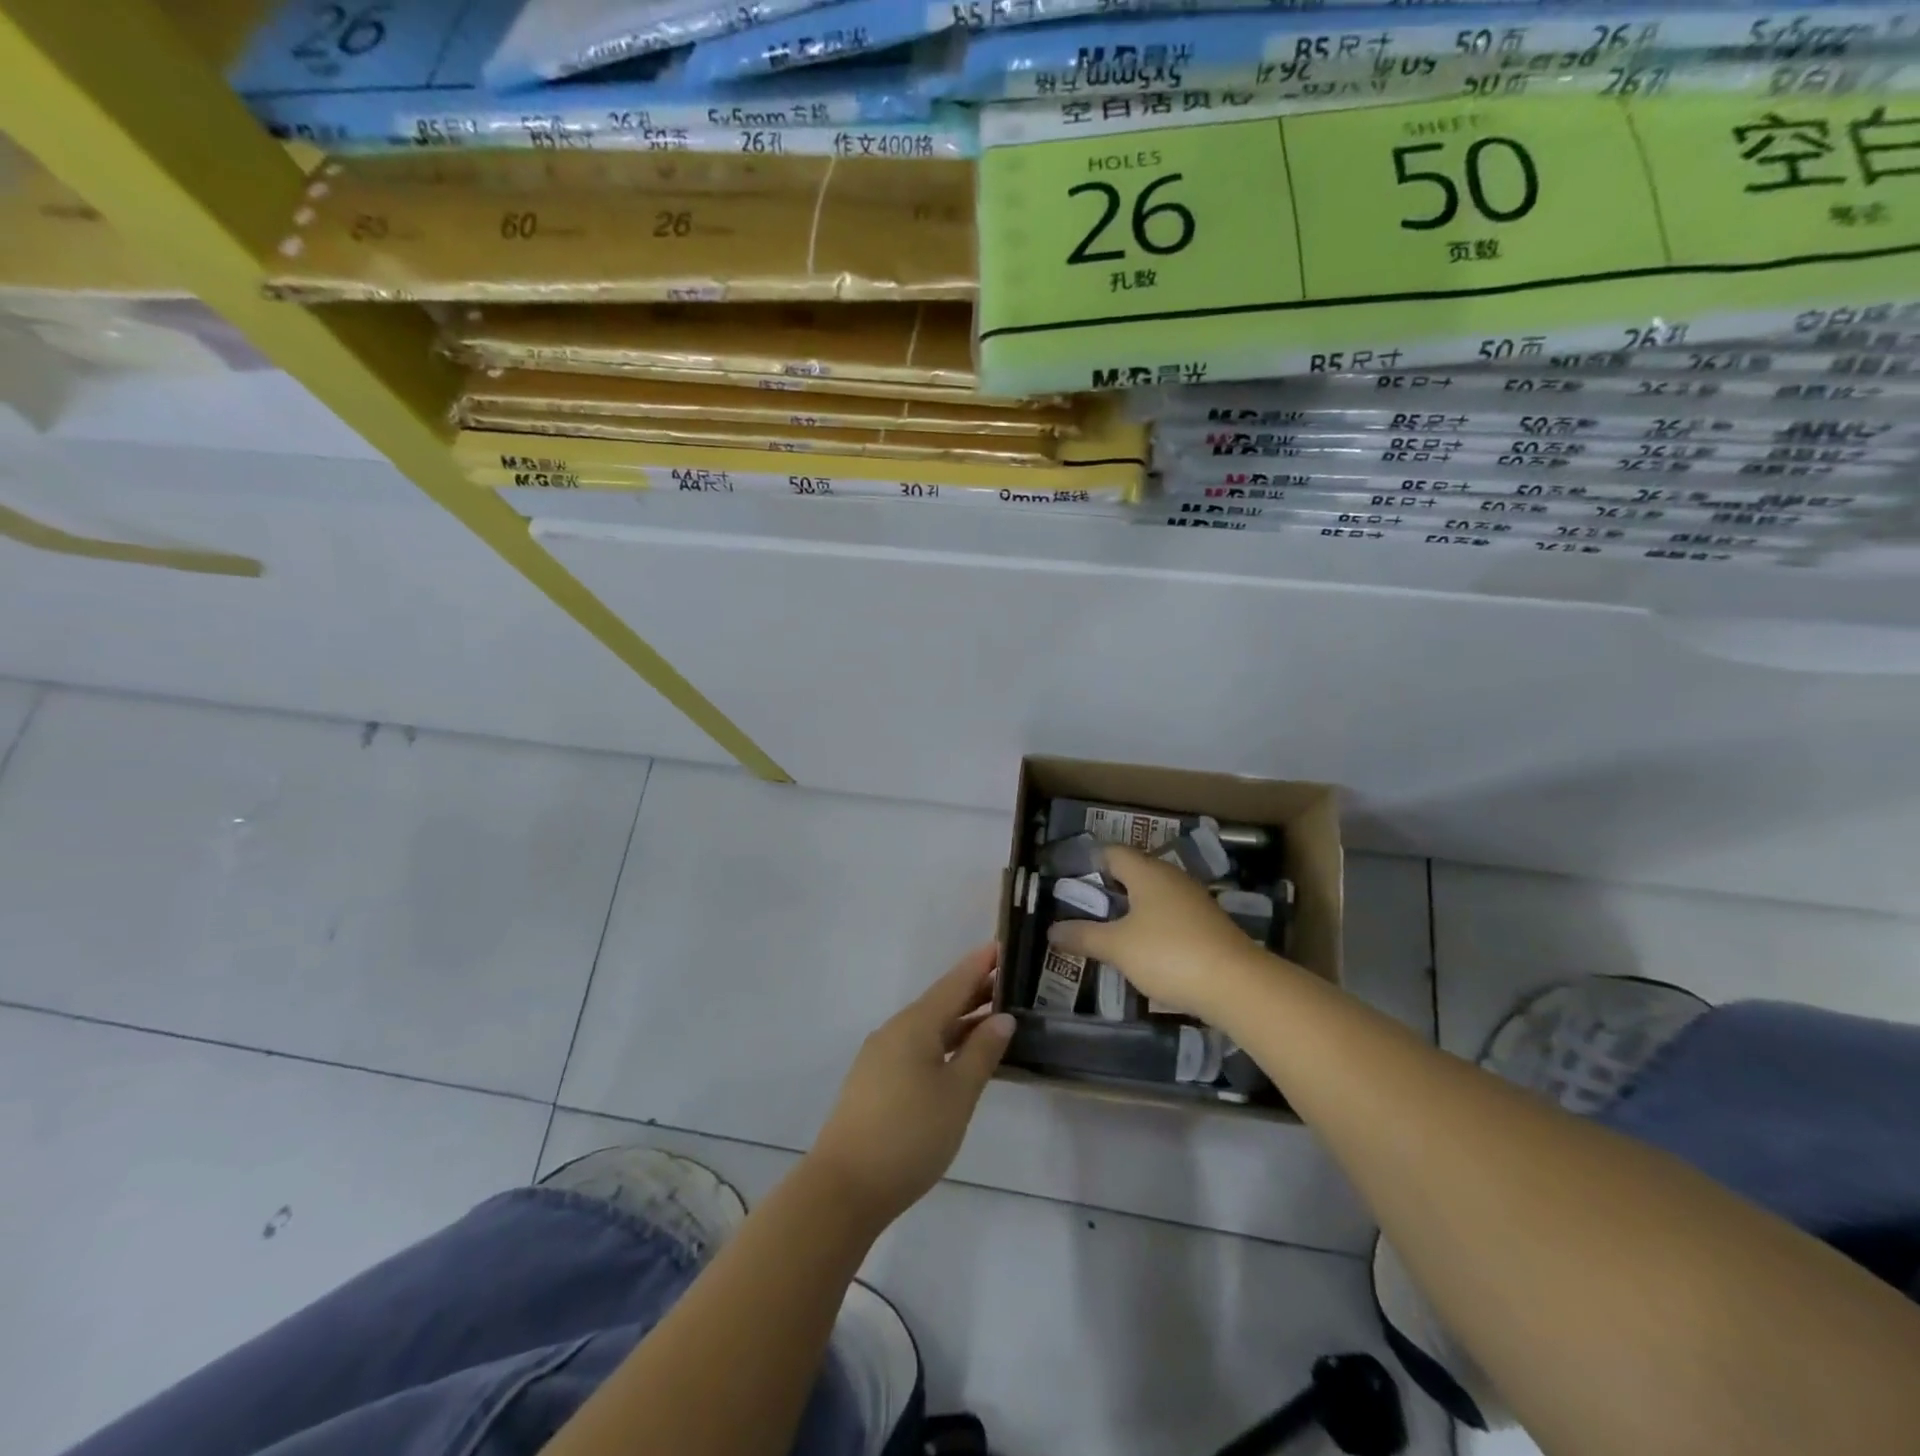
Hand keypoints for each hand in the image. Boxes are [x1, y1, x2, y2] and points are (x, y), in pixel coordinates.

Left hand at [808, 945, 1013, 1229]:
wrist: (844, 1187)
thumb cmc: (909, 1135)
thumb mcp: (957, 1094)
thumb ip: (982, 1052)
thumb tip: (1003, 1018)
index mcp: (915, 1024)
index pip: (954, 983)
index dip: (980, 964)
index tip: (1003, 944)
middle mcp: (895, 1031)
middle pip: (941, 1002)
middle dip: (974, 991)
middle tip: (1011, 983)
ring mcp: (881, 1056)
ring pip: (929, 1027)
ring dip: (960, 1020)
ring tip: (994, 1018)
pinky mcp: (875, 1082)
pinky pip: (917, 1047)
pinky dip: (944, 1042)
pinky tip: (960, 1057)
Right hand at [1047, 845, 1264, 1020]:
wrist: (1238, 985)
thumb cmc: (1169, 954)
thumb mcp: (1118, 947)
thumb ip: (1084, 936)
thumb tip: (1052, 931)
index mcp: (1147, 872)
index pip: (1113, 852)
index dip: (1090, 861)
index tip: (1069, 879)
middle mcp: (1172, 878)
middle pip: (1134, 872)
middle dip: (1109, 887)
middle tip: (1083, 907)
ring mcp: (1194, 901)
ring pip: (1154, 895)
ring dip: (1132, 909)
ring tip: (1108, 930)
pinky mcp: (1208, 926)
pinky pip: (1171, 916)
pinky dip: (1153, 926)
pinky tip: (1143, 949)